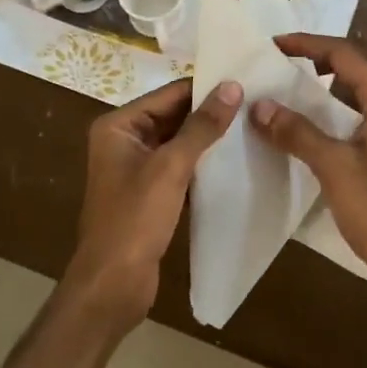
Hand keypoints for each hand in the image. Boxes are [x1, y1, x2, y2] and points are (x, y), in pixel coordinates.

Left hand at [64, 77, 242, 329]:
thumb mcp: (170, 167)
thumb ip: (202, 126)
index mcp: (118, 126)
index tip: (245, 82)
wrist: (112, 285)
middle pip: (173, 117)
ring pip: (178, 144)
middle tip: (255, 106)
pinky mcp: (149, 194)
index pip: (168, 94)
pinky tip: (233, 164)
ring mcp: (135, 169)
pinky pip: (178, 169)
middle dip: (209, 114)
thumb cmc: (134, 219)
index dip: (205, 89)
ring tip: (251, 129)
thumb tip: (232, 86)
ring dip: (208, 140)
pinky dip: (201, 166)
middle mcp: (124, 141)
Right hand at [250, 36, 366, 337]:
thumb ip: (298, 133)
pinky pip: (362, 118)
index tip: (274, 45)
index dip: (309, 44)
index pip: (347, 54)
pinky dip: (336, 112)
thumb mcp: (335, 168)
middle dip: (324, 56)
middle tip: (288, 62)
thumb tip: (259, 105)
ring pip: (363, 92)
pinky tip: (311, 131)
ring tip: (292, 91)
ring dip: (330, 84)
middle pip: (362, 64)